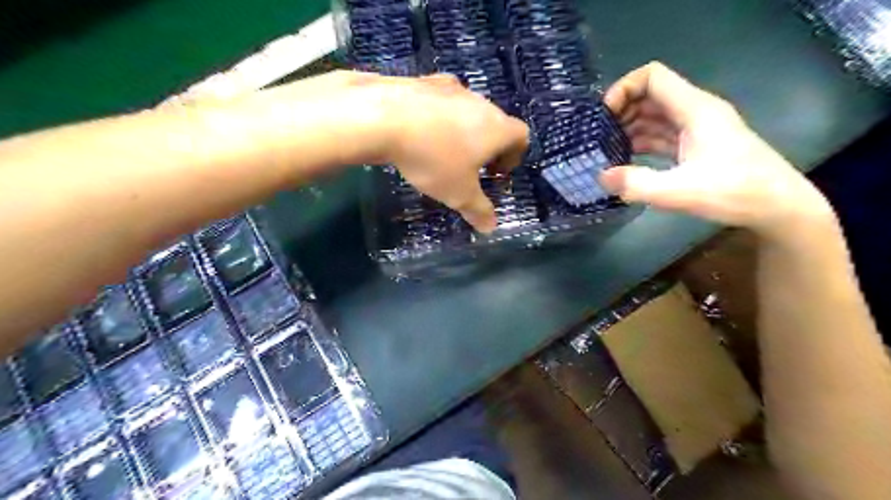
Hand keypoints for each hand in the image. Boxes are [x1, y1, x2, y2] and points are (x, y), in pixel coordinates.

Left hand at [363, 73, 526, 231]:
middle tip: (470, 167)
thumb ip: (478, 210)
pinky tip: (419, 132)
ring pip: (467, 111)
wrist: (384, 117)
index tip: (495, 174)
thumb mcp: (458, 193)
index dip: (514, 156)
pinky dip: (438, 117)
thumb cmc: (433, 159)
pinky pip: (441, 101)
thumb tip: (491, 227)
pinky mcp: (424, 80)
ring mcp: (451, 87)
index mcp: (497, 127)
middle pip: (495, 123)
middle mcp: (480, 102)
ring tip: (443, 150)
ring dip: (463, 130)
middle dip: (488, 146)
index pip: (521, 136)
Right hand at [598, 60, 835, 238]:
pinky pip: (662, 135)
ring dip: (630, 128)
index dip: (624, 89)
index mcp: (695, 109)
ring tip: (607, 151)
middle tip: (599, 138)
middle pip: (651, 95)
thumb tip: (602, 177)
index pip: (653, 77)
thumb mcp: (680, 192)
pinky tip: (626, 160)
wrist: (778, 207)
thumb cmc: (735, 193)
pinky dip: (642, 142)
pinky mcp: (697, 146)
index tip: (604, 117)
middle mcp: (695, 112)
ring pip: (655, 116)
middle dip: (622, 111)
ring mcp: (697, 129)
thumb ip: (637, 184)